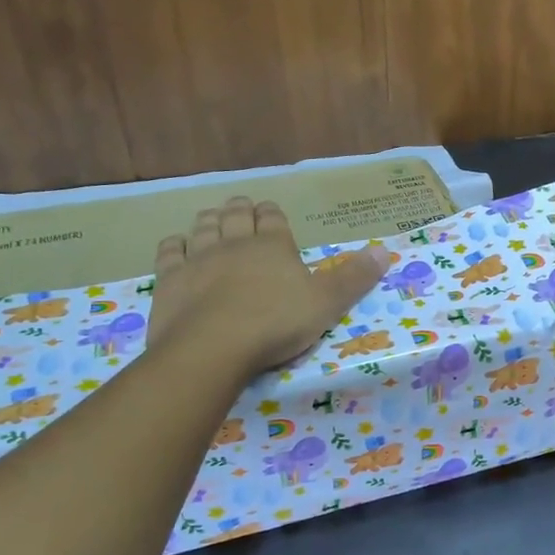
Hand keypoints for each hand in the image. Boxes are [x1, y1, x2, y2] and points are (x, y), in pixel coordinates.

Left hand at [148, 197, 390, 374]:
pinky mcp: (169, 280)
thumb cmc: (277, 324)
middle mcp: (234, 243)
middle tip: (240, 207)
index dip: (272, 212)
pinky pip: (169, 252)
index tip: (271, 212)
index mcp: (273, 246)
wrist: (213, 347)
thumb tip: (385, 250)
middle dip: (239, 209)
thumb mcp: (327, 303)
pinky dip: (174, 244)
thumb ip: (355, 277)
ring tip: (212, 219)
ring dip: (208, 220)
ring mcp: (198, 259)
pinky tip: (176, 245)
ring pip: (202, 227)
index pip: (273, 217)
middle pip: (234, 216)